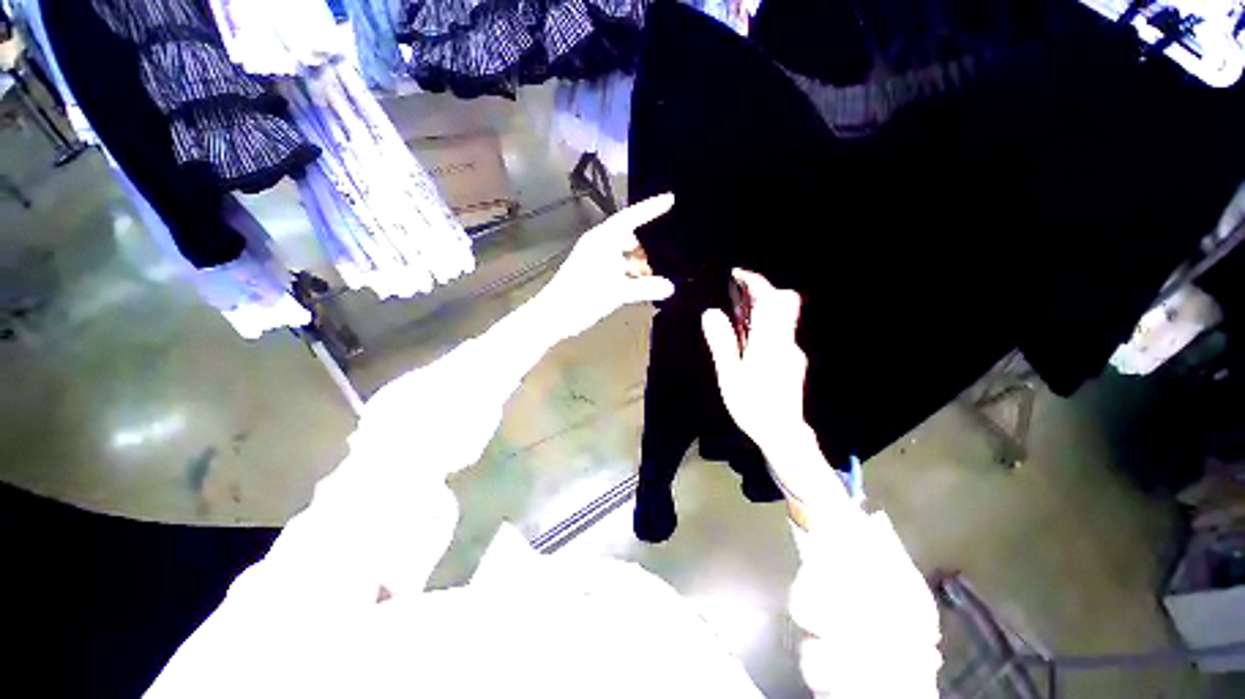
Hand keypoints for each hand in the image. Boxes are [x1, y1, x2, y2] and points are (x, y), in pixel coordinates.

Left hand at [537, 194, 675, 339]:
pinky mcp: (591, 272)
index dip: (651, 208)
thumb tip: (670, 287)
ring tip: (644, 283)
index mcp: (603, 239)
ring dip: (635, 265)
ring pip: (622, 254)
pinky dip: (627, 274)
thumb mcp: (618, 292)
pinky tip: (634, 289)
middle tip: (651, 270)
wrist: (553, 316)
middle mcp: (598, 244)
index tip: (670, 199)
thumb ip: (646, 288)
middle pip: (628, 237)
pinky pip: (616, 266)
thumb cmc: (584, 297)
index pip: (631, 217)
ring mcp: (593, 258)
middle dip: (642, 251)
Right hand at [702, 269, 808, 455]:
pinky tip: (748, 341)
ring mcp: (792, 351)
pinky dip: (765, 326)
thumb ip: (722, 342)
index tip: (738, 274)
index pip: (771, 299)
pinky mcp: (793, 361)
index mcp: (770, 341)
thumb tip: (711, 313)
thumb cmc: (752, 405)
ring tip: (736, 317)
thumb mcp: (730, 374)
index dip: (755, 282)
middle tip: (737, 296)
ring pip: (782, 318)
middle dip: (762, 292)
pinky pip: (780, 332)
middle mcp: (786, 341)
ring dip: (762, 309)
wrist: (782, 434)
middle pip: (784, 303)